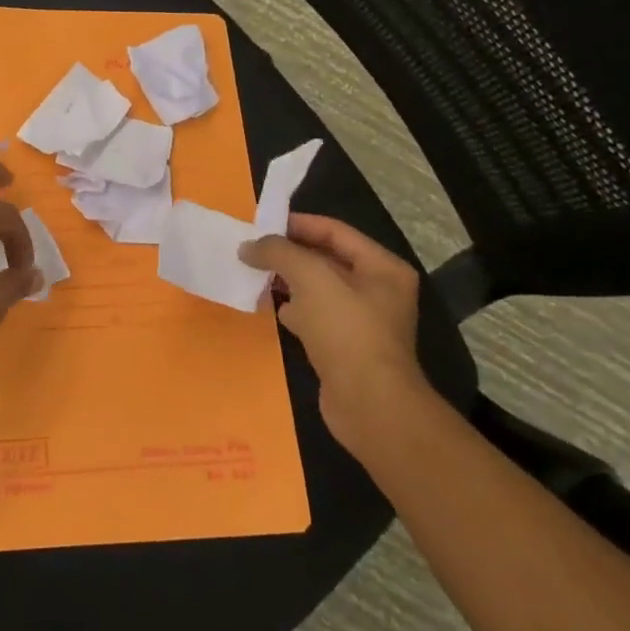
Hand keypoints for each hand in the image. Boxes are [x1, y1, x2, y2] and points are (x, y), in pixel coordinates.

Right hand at [239, 214, 426, 449]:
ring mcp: (362, 321)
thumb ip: (278, 252)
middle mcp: (377, 290)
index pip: (334, 231)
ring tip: (252, 275)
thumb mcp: (311, 278)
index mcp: (381, 267)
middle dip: (288, 254)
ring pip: (316, 289)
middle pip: (325, 259)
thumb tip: (248, 246)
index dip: (297, 224)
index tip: (259, 225)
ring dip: (286, 281)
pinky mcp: (345, 348)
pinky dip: (292, 309)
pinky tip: (269, 308)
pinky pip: (314, 317)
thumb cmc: (346, 331)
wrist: (370, 405)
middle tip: (250, 250)